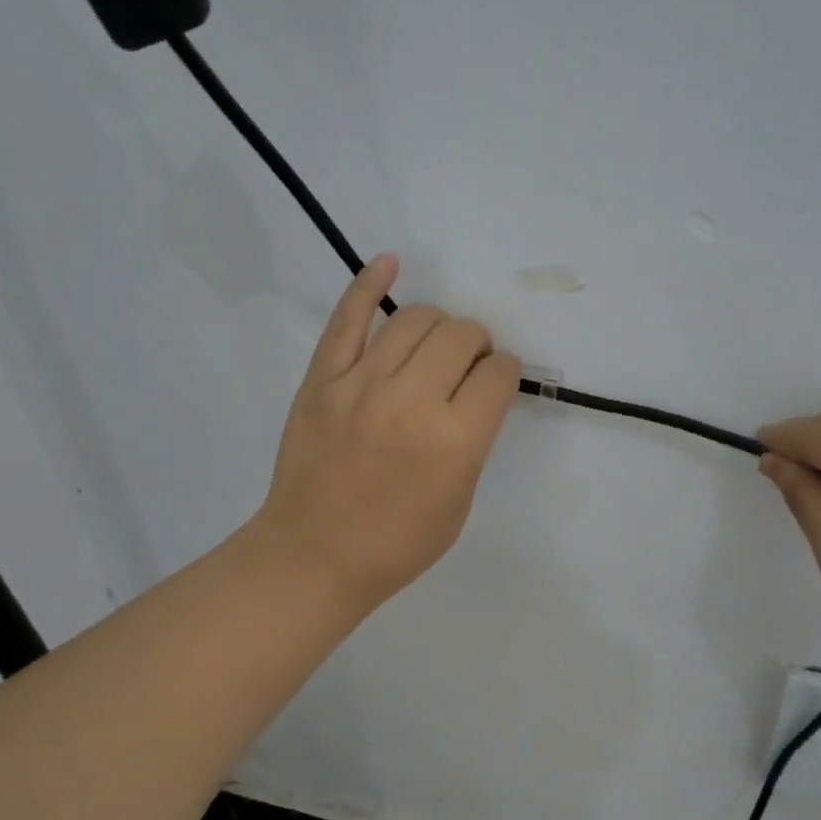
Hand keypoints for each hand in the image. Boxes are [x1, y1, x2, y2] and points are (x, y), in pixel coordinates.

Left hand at [254, 255, 521, 610]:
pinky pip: (349, 317)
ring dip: (439, 325)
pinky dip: (370, 283)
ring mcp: (361, 383)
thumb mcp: (460, 501)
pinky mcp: (323, 377)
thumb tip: (478, 391)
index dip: (505, 373)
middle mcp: (413, 401)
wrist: (315, 555)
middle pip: (462, 336)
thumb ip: (475, 440)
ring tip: (436, 344)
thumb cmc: (398, 542)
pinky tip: (389, 264)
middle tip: (468, 365)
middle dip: (478, 345)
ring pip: (416, 319)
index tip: (497, 382)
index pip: (499, 374)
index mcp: (456, 441)